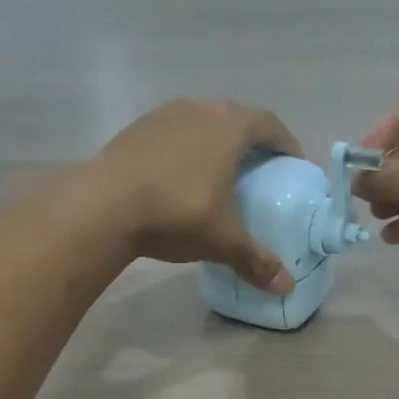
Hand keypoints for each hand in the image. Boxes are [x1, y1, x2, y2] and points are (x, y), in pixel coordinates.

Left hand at [95, 98, 304, 292]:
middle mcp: (199, 109)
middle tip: (260, 171)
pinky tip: (181, 179)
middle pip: (236, 118)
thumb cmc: (177, 213)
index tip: (294, 165)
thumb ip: (256, 260)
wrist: (103, 206)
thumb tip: (287, 288)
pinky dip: (186, 151)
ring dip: (216, 143)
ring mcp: (163, 115)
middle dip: (252, 142)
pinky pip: (174, 135)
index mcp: (229, 126)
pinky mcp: (136, 130)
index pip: (269, 125)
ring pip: (202, 123)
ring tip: (220, 174)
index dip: (286, 144)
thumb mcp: (223, 240)